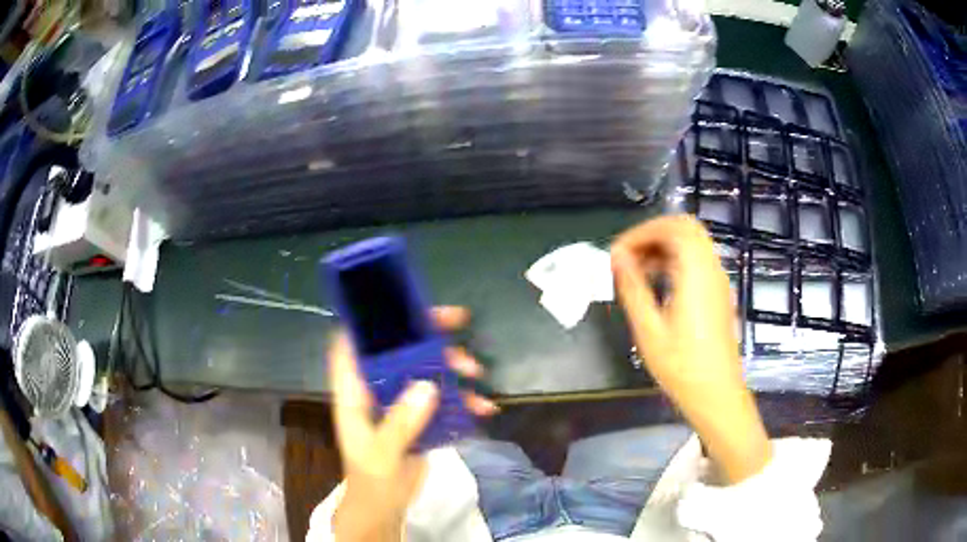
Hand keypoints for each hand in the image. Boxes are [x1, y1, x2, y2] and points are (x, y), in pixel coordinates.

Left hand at [329, 306, 496, 540]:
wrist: (386, 506)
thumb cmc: (371, 479)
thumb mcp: (381, 454)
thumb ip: (400, 423)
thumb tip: (428, 386)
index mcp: (355, 392)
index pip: (352, 344)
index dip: (369, 320)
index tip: (398, 305)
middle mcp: (377, 389)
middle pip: (397, 349)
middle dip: (426, 333)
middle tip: (458, 320)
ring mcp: (400, 402)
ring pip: (425, 369)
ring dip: (451, 366)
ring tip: (476, 373)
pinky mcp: (420, 417)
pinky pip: (443, 399)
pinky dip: (463, 400)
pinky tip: (483, 408)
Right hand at [611, 215, 770, 483]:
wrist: (717, 393)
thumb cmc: (681, 367)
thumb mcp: (649, 329)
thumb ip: (633, 287)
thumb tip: (616, 256)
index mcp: (696, 274)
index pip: (672, 228)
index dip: (642, 232)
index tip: (618, 253)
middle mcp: (711, 269)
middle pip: (686, 228)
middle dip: (653, 233)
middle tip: (629, 255)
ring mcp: (718, 280)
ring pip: (693, 242)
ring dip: (664, 246)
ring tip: (638, 270)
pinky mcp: (718, 292)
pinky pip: (698, 260)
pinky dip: (676, 259)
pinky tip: (657, 284)